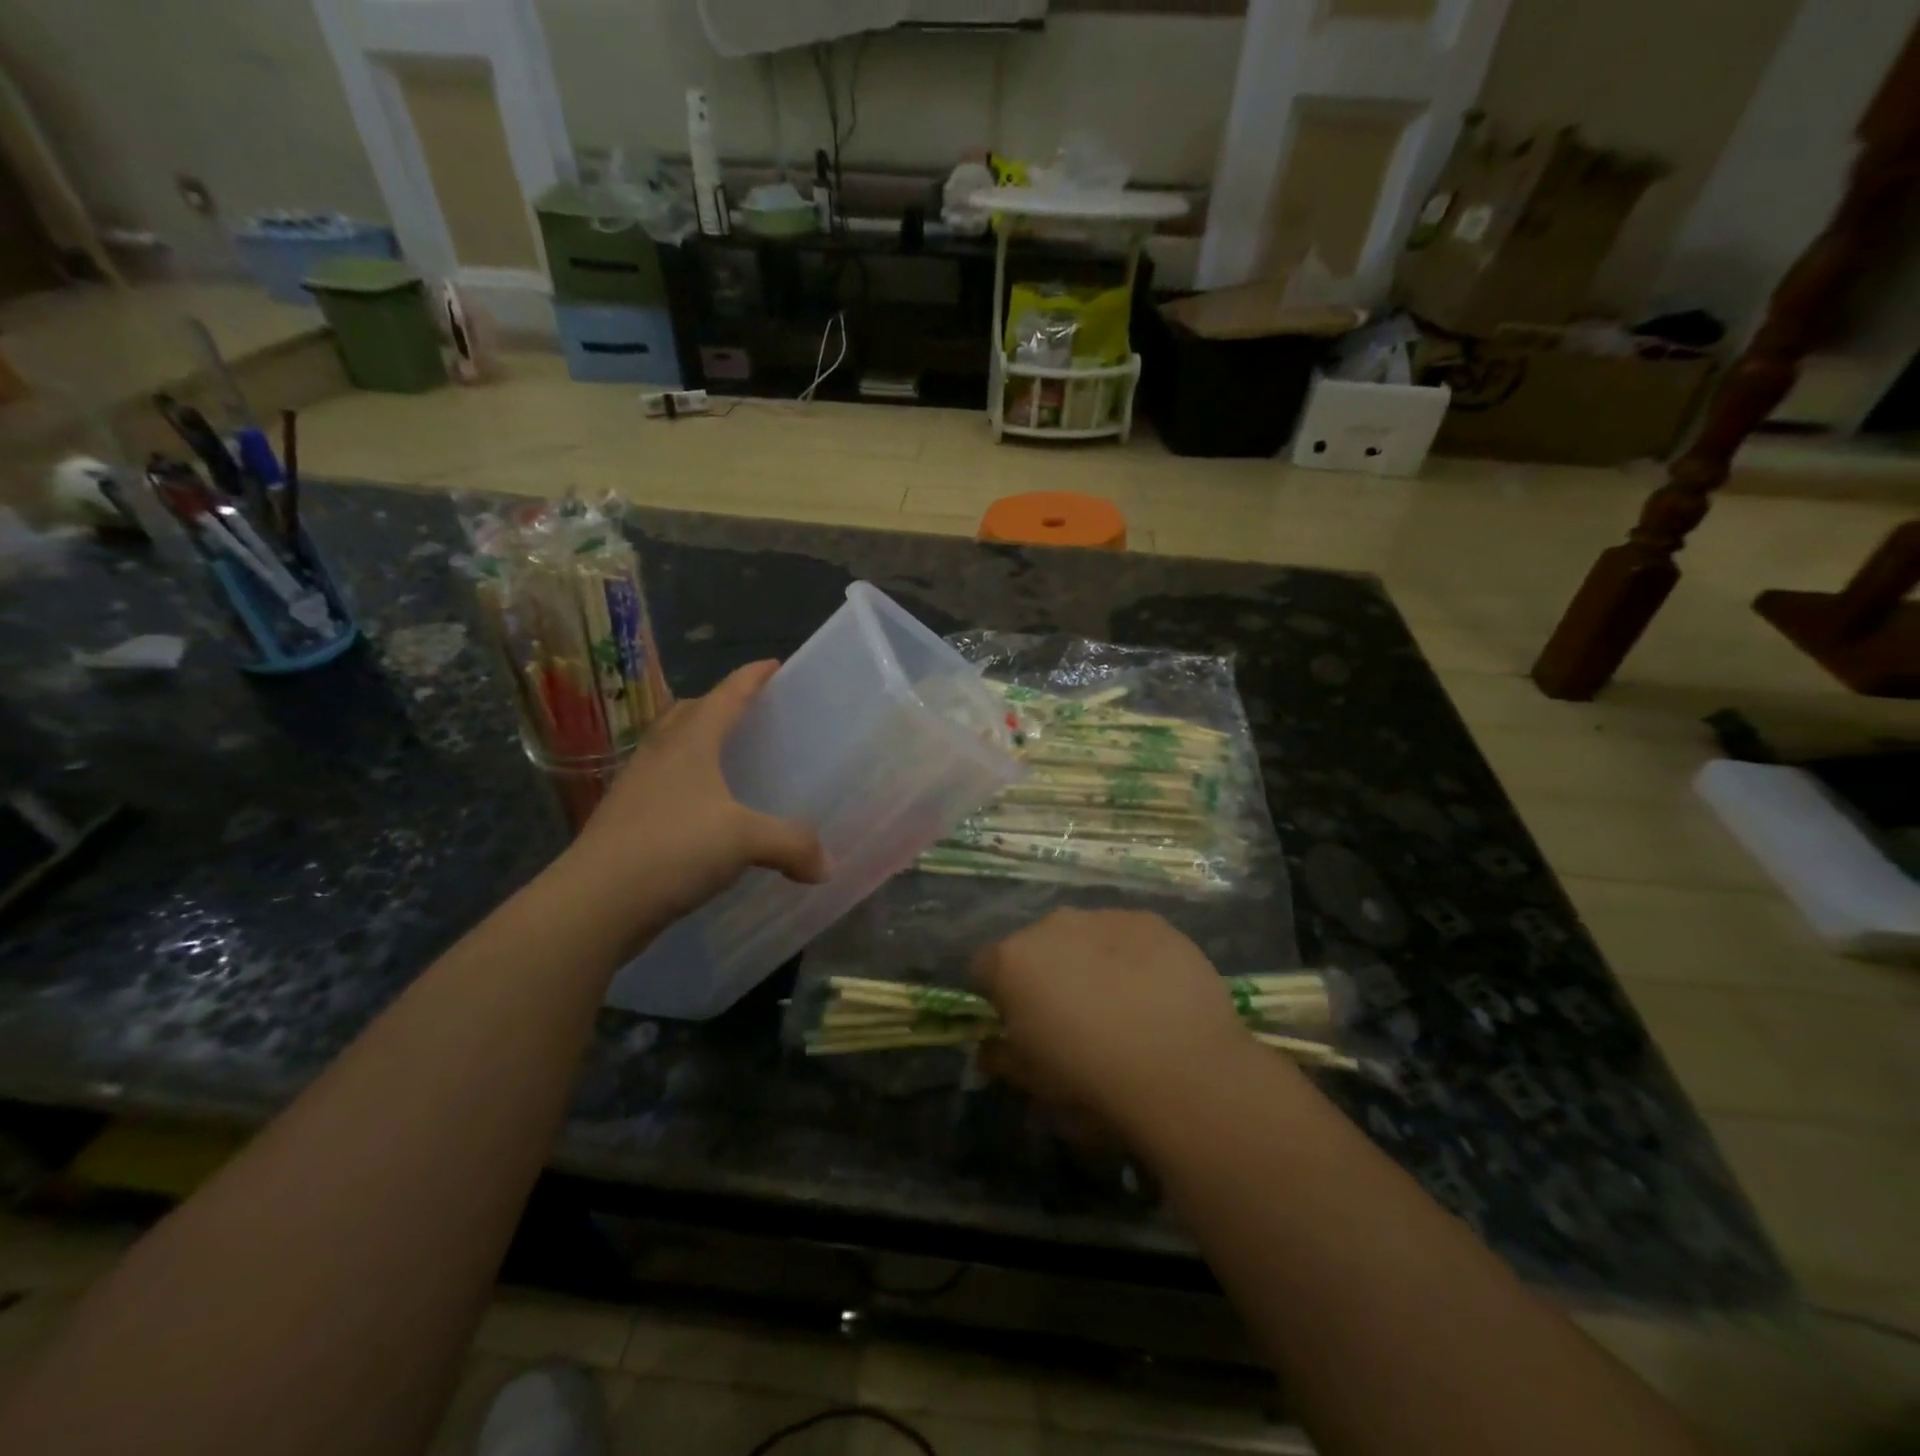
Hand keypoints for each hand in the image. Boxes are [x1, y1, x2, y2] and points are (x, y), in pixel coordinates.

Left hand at [556, 661, 827, 942]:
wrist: (594, 901)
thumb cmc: (673, 848)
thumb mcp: (745, 840)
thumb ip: (792, 845)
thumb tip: (827, 865)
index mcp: (690, 741)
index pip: (727, 695)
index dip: (752, 677)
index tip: (774, 664)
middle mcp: (660, 753)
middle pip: (691, 713)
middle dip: (720, 704)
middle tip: (750, 712)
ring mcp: (637, 785)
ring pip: (671, 747)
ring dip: (697, 742)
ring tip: (726, 757)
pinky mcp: (625, 818)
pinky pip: (663, 783)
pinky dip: (686, 783)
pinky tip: (703, 810)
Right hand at [970, 909, 1268, 1136]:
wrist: (1182, 1070)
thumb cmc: (1091, 1082)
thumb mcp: (1032, 1084)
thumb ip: (1001, 1056)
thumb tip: (991, 1047)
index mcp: (1011, 961)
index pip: (983, 969)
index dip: (997, 998)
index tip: (1017, 1026)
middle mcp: (1051, 925)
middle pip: (1035, 946)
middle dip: (1046, 974)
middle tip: (1072, 1017)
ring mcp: (1103, 917)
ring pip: (1083, 936)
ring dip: (1089, 961)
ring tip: (1121, 1004)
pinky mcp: (1150, 921)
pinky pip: (1128, 935)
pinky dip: (1132, 956)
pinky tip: (1155, 992)